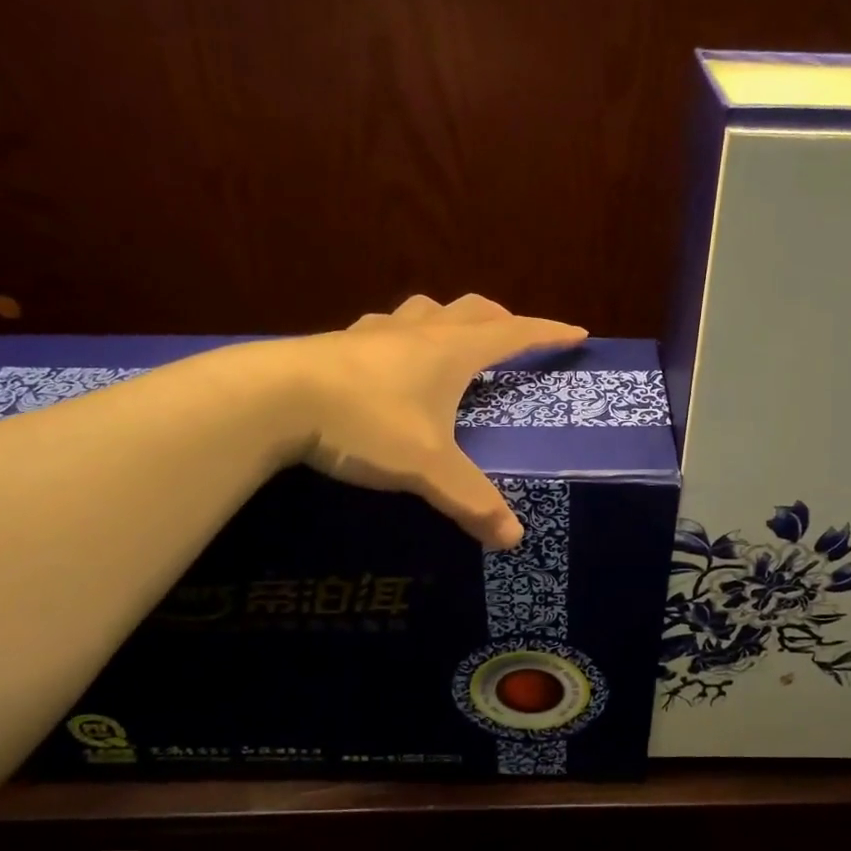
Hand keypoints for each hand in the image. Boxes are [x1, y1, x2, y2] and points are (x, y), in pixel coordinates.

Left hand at [287, 294, 585, 549]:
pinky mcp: (339, 344)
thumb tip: (513, 539)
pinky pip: (384, 330)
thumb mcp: (426, 467)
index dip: (547, 333)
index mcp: (452, 352)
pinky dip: (402, 337)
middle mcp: (419, 332)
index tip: (577, 333)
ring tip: (452, 342)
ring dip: (448, 320)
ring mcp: (375, 333)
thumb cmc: (366, 422)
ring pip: (425, 311)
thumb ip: (471, 501)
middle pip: (473, 311)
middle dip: (501, 321)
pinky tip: (388, 359)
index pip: (514, 333)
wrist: (273, 398)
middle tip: (515, 337)